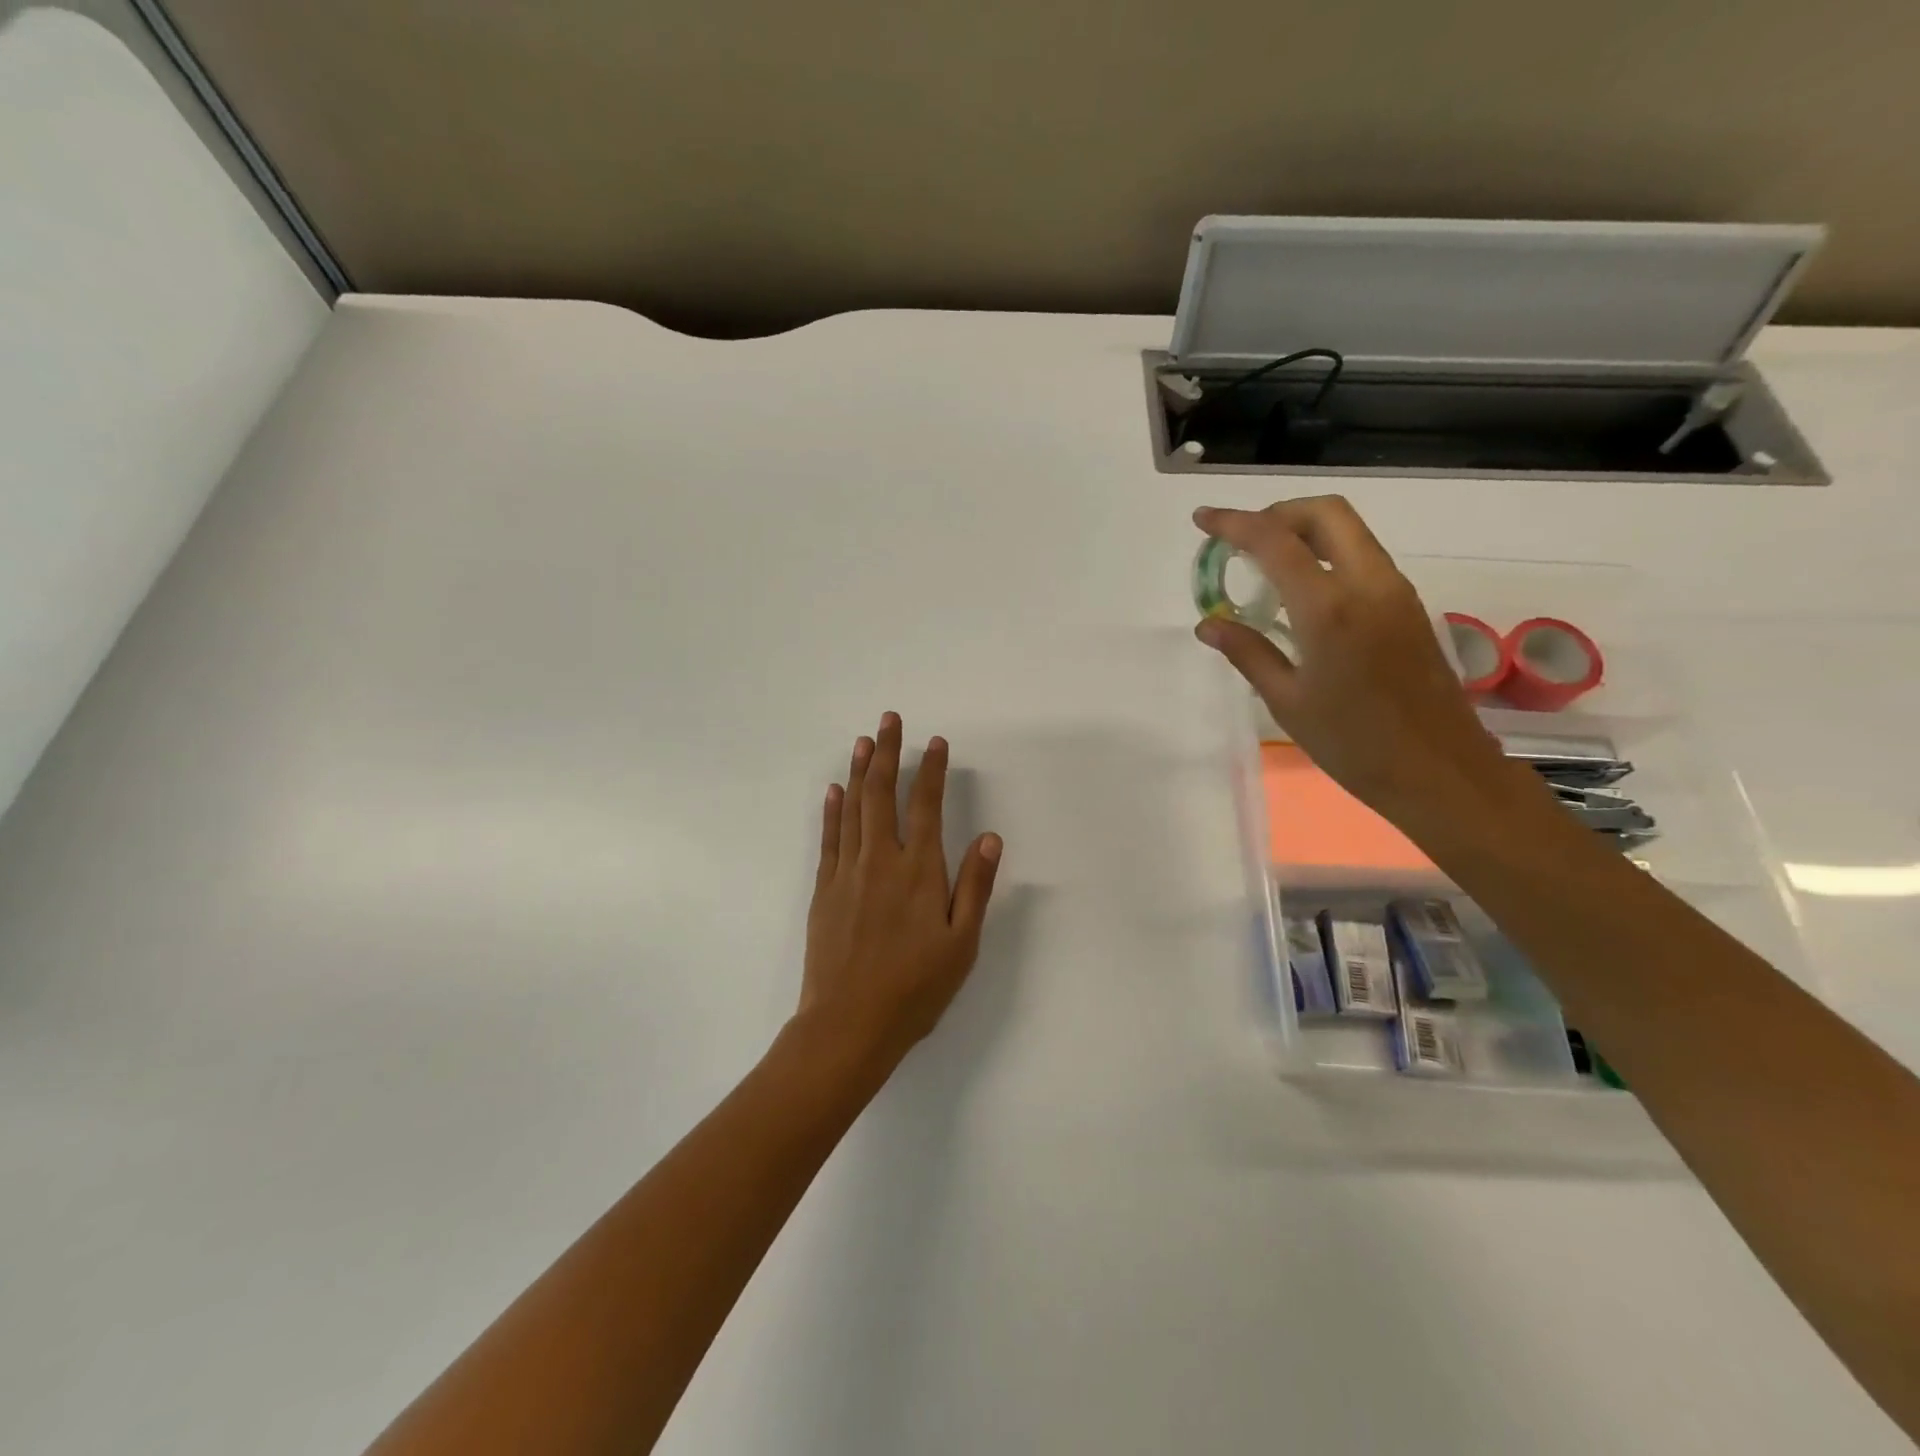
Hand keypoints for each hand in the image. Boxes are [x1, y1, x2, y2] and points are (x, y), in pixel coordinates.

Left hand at [801, 713, 1002, 1068]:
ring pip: (853, 808)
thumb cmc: (915, 988)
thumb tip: (988, 837)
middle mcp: (881, 860)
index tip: (935, 742)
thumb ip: (975, 886)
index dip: (931, 770)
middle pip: (882, 794)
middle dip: (888, 753)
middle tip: (889, 720)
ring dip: (859, 771)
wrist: (849, 1023)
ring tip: (864, 741)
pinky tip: (834, 790)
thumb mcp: (961, 943)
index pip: (926, 806)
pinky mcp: (824, 889)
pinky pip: (829, 838)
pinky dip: (832, 810)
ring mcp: (847, 872)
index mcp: (919, 871)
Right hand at [1192, 497, 1518, 824]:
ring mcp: (1395, 592)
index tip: (1203, 519)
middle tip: (1241, 539)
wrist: (1439, 771)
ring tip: (1264, 566)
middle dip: (1278, 512)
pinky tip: (1301, 593)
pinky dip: (1326, 555)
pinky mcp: (1408, 607)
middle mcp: (1368, 585)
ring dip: (1304, 532)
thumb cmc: (1353, 744)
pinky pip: (1362, 558)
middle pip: (1325, 514)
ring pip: (1349, 532)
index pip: (1275, 542)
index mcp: (1329, 608)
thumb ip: (1248, 652)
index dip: (1234, 523)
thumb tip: (1208, 623)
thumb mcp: (1287, 701)